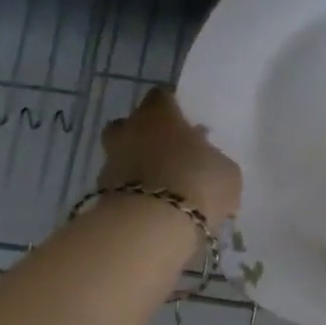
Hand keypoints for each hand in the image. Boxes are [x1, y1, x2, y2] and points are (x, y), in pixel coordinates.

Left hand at [99, 88, 241, 224]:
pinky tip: (151, 209)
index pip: (161, 96)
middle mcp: (130, 131)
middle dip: (145, 135)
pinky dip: (131, 194)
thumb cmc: (197, 183)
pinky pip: (118, 187)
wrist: (151, 228)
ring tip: (161, 187)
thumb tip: (211, 166)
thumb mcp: (226, 172)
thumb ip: (216, 162)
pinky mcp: (99, 195)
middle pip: (130, 124)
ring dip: (136, 166)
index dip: (172, 108)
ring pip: (121, 156)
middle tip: (169, 153)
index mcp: (160, 115)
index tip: (185, 122)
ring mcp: (110, 163)